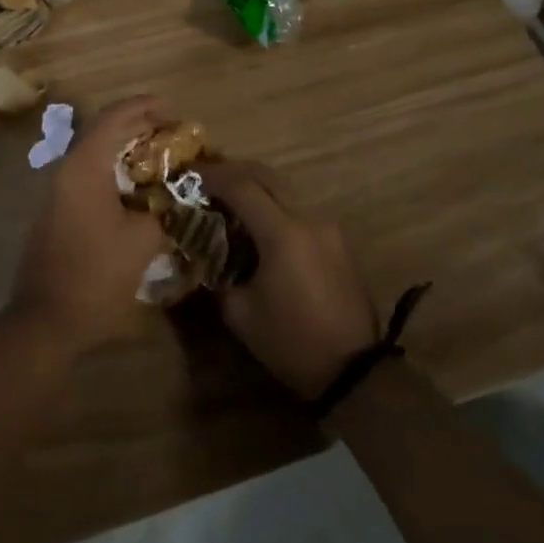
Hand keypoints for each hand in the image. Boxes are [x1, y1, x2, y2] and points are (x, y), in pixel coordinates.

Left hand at [11, 96, 173, 356]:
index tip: (173, 108)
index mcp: (85, 167)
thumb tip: (177, 197)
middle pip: (105, 131)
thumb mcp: (143, 240)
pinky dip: (117, 172)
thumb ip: (164, 209)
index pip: (115, 117)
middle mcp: (68, 170)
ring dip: (128, 151)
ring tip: (163, 158)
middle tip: (174, 133)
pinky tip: (140, 189)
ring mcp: (59, 191)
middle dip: (140, 126)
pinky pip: (91, 176)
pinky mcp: (58, 211)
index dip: (145, 106)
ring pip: (97, 154)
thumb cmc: (96, 275)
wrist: (46, 320)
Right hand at [207, 161, 378, 400]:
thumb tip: (206, 258)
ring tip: (231, 204)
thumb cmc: (291, 341)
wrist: (354, 371)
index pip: (242, 186)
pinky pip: (299, 213)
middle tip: (207, 179)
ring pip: (286, 192)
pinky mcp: (337, 243)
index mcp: (282, 232)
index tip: (189, 175)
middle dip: (234, 171)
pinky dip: (275, 209)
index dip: (212, 176)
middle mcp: (307, 219)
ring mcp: (327, 229)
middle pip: (267, 176)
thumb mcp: (240, 314)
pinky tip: (260, 230)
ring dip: (257, 190)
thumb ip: (218, 276)